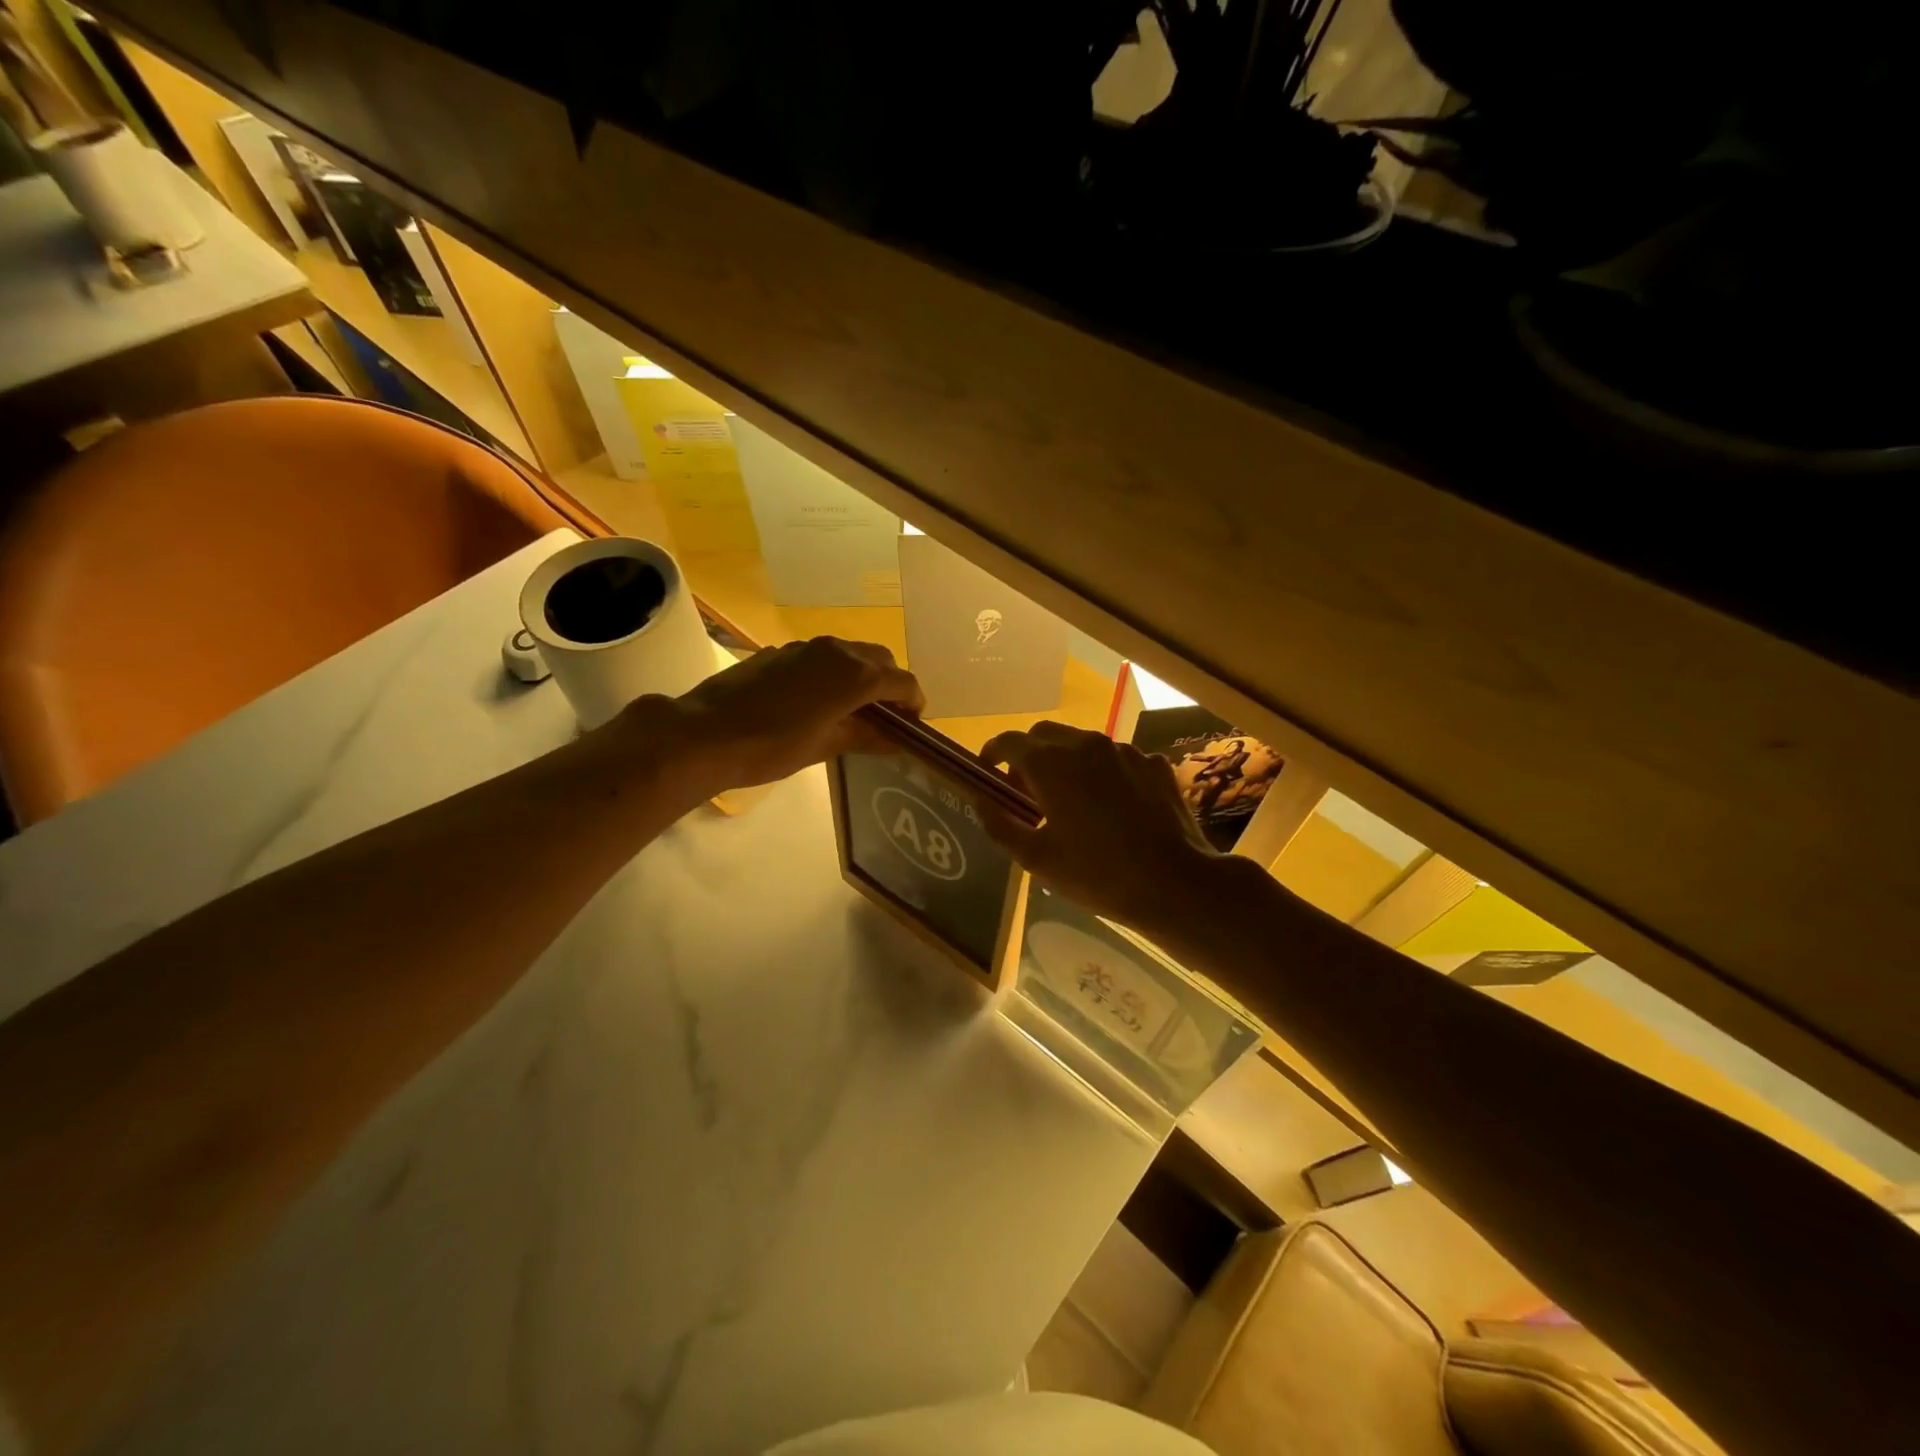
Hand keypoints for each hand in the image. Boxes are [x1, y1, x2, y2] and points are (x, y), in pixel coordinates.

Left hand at [622, 636, 924, 793]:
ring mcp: (806, 648)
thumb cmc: (771, 747)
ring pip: (850, 653)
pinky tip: (818, 701)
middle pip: (880, 659)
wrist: (705, 734)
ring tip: (854, 709)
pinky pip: (822, 657)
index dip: (914, 702)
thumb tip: (895, 738)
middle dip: (890, 684)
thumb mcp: (825, 747)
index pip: (902, 681)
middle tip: (887, 716)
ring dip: (862, 675)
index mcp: (854, 675)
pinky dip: (834, 673)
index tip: (912, 724)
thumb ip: (865, 736)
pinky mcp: (781, 652)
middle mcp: (836, 651)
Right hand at [980, 722, 1230, 938]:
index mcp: (1051, 764)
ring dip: (1066, 763)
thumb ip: (1000, 824)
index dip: (992, 753)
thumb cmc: (1096, 873)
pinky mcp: (1153, 764)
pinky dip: (1102, 774)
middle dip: (1028, 756)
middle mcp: (1085, 744)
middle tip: (1027, 791)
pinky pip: (1117, 759)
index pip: (1009, 741)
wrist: (1174, 882)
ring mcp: (1124, 751)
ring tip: (1070, 801)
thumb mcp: (1036, 858)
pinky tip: (1111, 807)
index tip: (987, 773)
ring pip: (1082, 744)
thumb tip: (981, 800)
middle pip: (1045, 735)